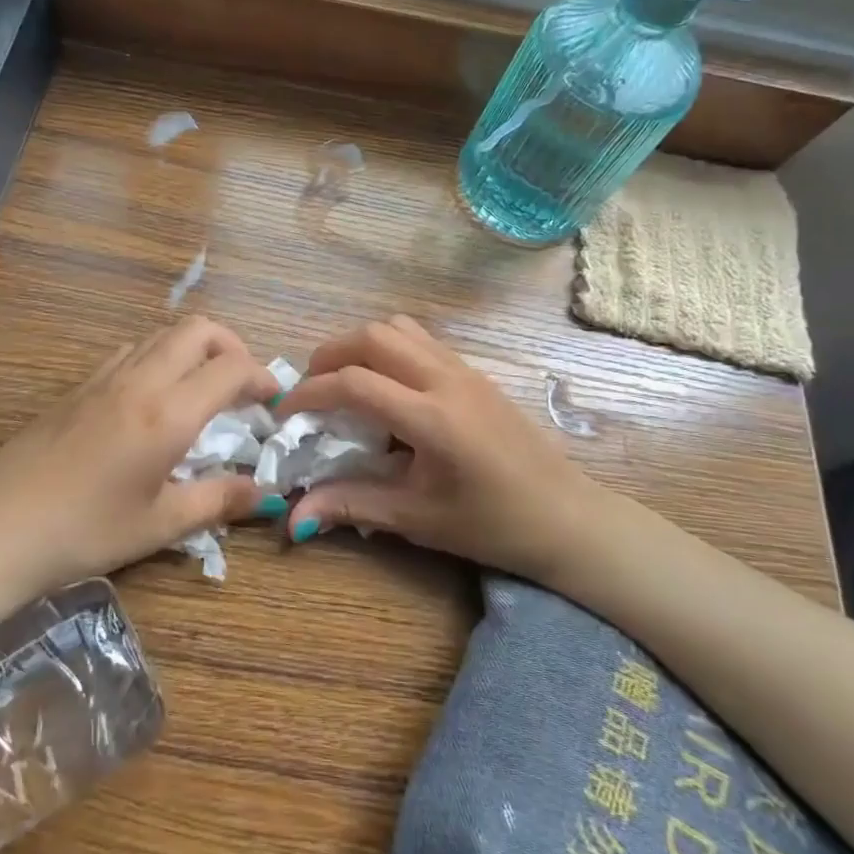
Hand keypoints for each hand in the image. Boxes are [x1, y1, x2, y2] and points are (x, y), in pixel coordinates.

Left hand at [0, 318, 281, 617]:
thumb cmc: (85, 532)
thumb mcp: (160, 524)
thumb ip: (219, 501)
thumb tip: (267, 494)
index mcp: (167, 413)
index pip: (231, 368)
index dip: (261, 376)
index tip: (273, 400)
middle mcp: (140, 380)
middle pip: (198, 329)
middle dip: (232, 346)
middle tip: (242, 384)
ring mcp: (104, 377)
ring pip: (162, 333)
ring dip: (194, 348)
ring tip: (202, 389)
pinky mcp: (78, 386)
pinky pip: (132, 350)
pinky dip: (159, 356)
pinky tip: (154, 398)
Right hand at [273, 315, 610, 581]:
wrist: (566, 517)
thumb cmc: (491, 525)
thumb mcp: (416, 520)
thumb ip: (351, 505)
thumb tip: (293, 517)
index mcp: (431, 418)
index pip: (353, 383)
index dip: (309, 393)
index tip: (286, 415)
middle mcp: (445, 380)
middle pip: (372, 336)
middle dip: (329, 355)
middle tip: (312, 390)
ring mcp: (463, 369)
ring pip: (397, 328)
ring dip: (360, 345)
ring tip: (345, 382)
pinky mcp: (474, 371)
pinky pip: (420, 339)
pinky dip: (388, 348)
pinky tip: (386, 387)